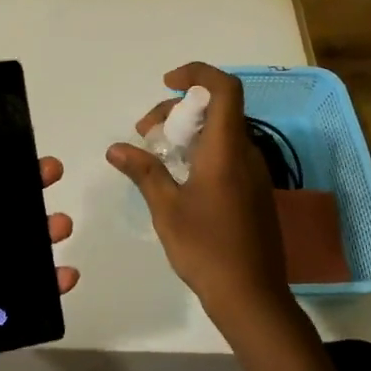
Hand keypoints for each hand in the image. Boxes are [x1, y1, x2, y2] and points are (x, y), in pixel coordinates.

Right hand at [107, 63, 301, 344]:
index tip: (167, 84)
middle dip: (178, 109)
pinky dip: (201, 150)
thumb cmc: (207, 249)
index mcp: (227, 150)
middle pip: (217, 109)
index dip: (197, 74)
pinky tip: (179, 177)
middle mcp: (246, 154)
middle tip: (145, 131)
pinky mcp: (254, 191)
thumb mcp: (167, 209)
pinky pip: (228, 153)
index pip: (224, 89)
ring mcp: (254, 173)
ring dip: (188, 131)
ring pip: (221, 132)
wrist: (252, 296)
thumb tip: (116, 148)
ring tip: (157, 154)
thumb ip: (144, 172)